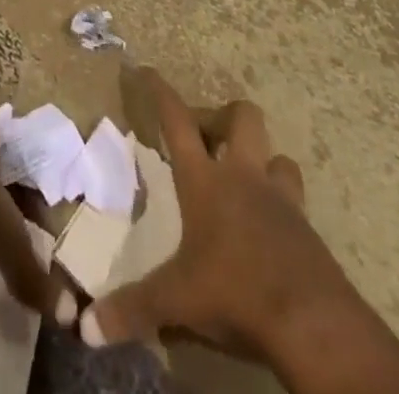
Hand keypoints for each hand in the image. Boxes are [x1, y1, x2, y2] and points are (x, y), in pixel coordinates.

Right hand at [82, 68, 339, 359]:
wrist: (314, 325)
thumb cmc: (236, 292)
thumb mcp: (177, 301)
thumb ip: (132, 309)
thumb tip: (84, 328)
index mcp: (205, 180)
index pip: (177, 120)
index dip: (160, 91)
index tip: (147, 70)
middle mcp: (244, 176)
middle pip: (241, 117)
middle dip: (223, 116)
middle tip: (205, 137)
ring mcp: (282, 200)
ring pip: (277, 156)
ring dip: (262, 160)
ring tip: (245, 180)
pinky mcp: (309, 231)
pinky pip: (296, 201)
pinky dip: (282, 204)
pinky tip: (270, 229)